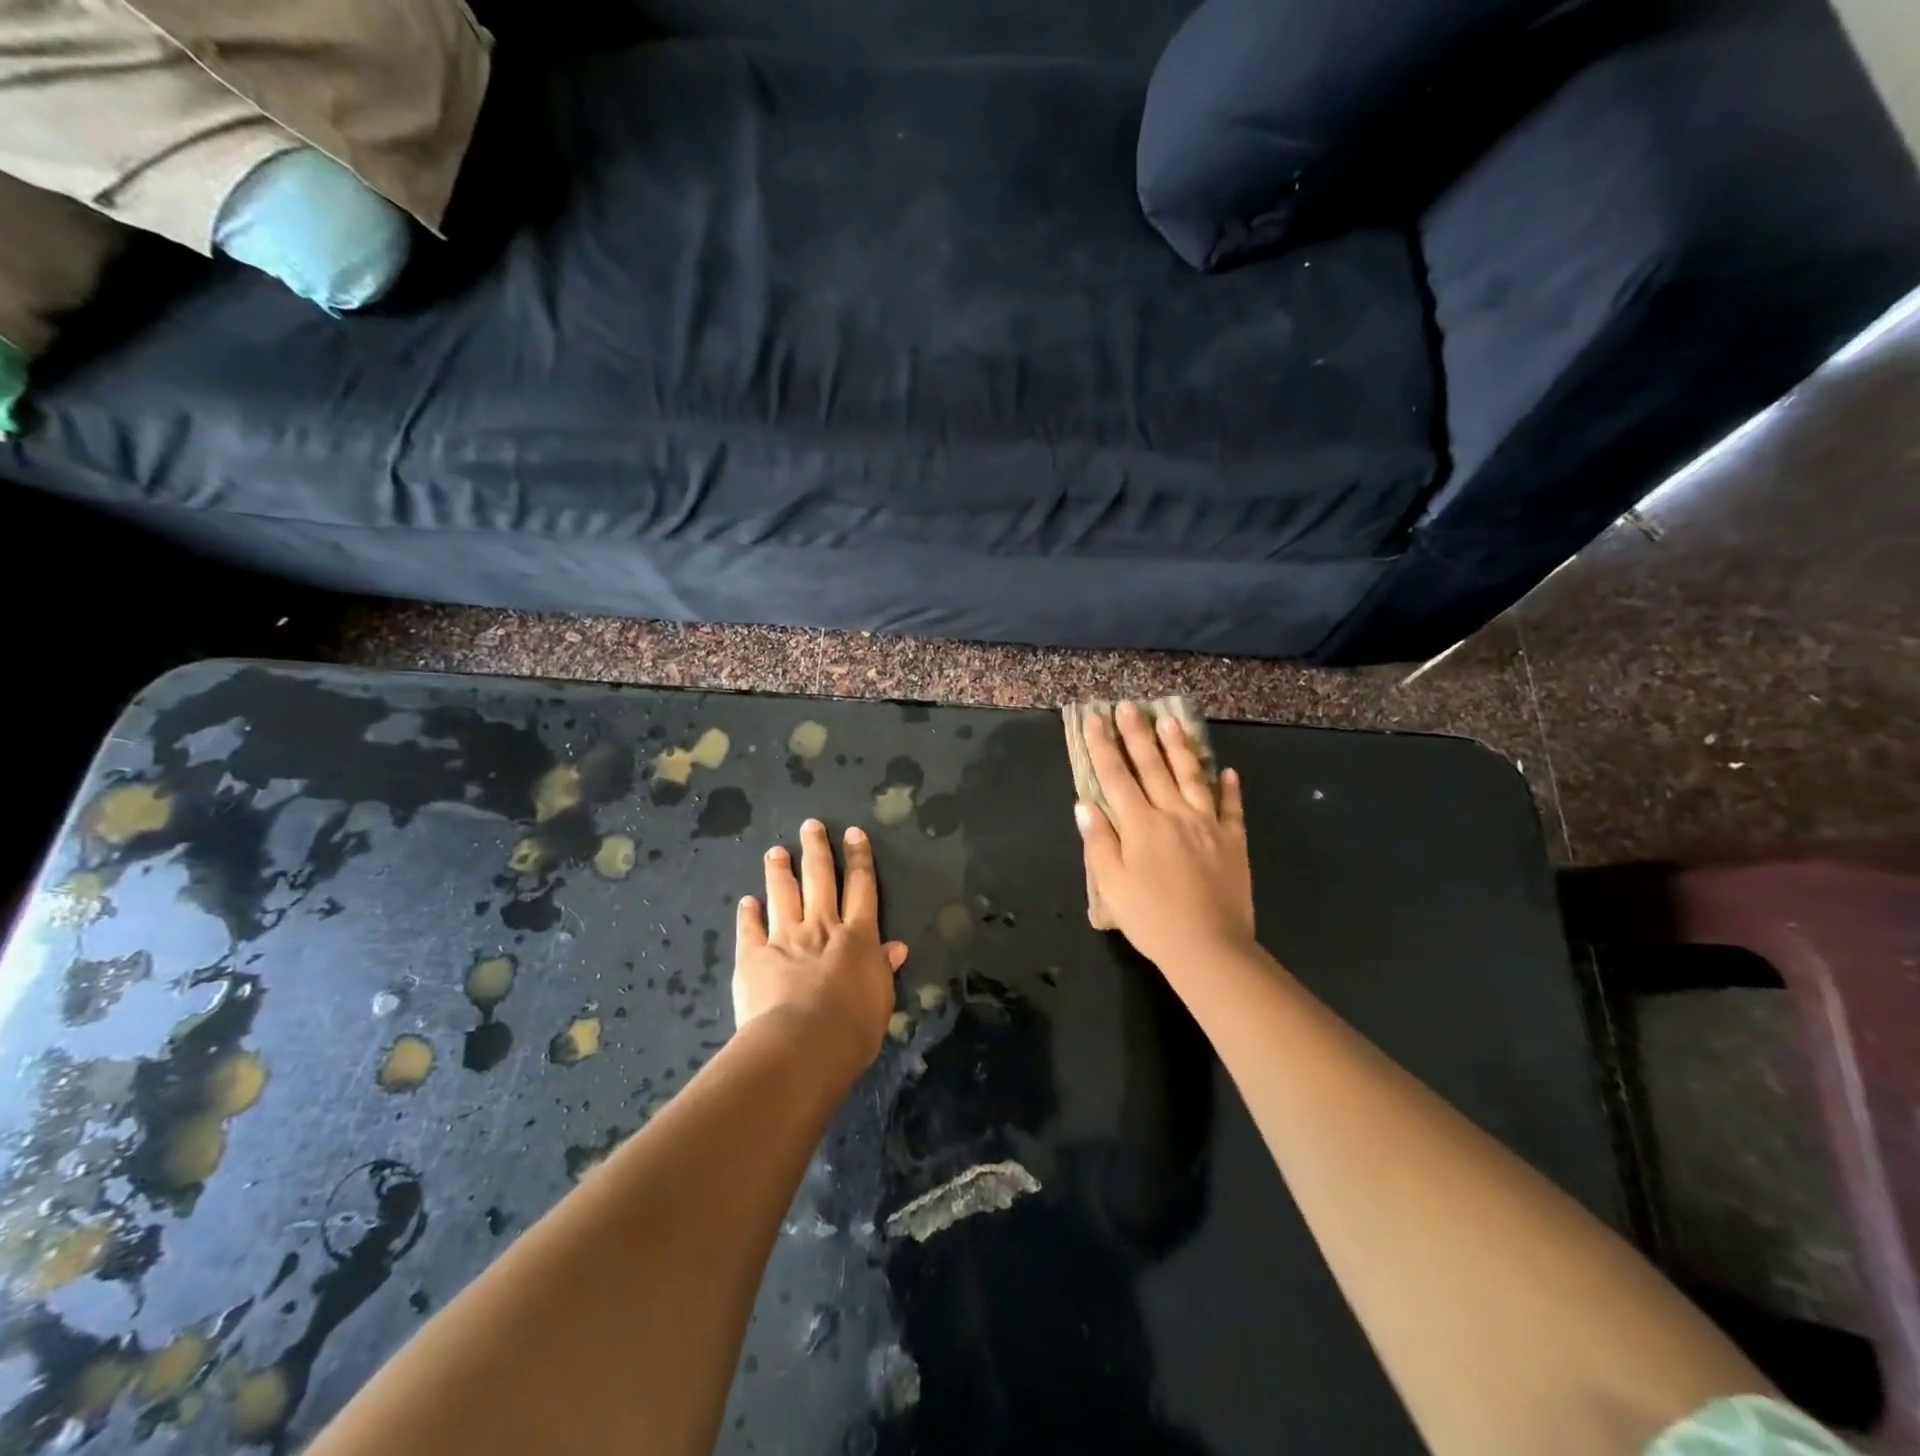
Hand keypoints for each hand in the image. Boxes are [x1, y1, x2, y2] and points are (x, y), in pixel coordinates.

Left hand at [735, 819, 908, 1076]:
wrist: (803, 1044)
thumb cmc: (852, 1028)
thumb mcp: (881, 1000)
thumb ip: (884, 970)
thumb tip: (896, 947)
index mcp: (857, 936)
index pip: (861, 887)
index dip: (859, 858)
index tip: (853, 833)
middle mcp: (822, 927)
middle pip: (820, 878)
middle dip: (816, 849)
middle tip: (810, 825)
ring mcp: (784, 937)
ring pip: (783, 894)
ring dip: (780, 870)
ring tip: (776, 850)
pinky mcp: (753, 955)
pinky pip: (749, 928)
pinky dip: (748, 913)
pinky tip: (746, 901)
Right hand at [1075, 702, 1254, 969]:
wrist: (1209, 947)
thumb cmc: (1151, 919)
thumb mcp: (1111, 885)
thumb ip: (1099, 841)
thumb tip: (1085, 804)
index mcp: (1140, 825)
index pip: (1116, 777)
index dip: (1103, 746)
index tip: (1095, 718)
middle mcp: (1173, 814)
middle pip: (1152, 766)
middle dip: (1138, 734)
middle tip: (1130, 705)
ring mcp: (1207, 825)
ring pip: (1191, 776)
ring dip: (1180, 746)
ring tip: (1172, 720)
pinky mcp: (1233, 841)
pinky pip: (1231, 808)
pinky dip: (1229, 788)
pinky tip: (1227, 771)